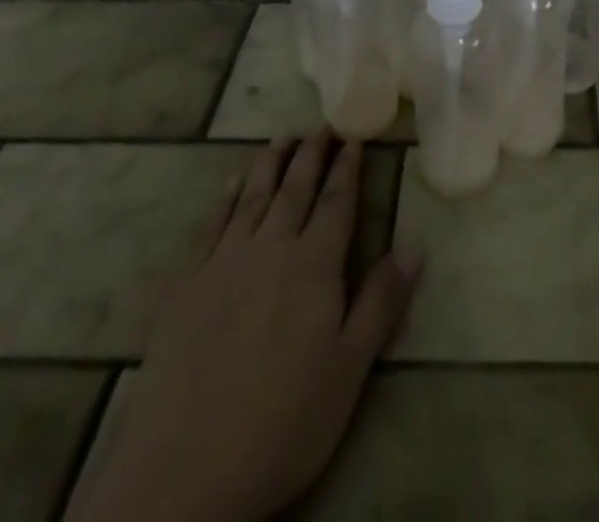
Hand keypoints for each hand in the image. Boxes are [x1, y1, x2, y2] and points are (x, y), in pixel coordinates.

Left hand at [69, 132, 421, 521]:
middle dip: (311, 155)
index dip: (347, 169)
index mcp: (314, 265)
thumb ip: (382, 302)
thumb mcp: (350, 370)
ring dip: (270, 164)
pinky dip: (226, 198)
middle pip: (295, 189)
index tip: (354, 138)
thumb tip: (415, 247)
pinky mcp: (186, 286)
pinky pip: (211, 226)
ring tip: (282, 137)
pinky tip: (232, 183)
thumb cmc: (283, 422)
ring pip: (253, 197)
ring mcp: (223, 263)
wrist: (182, 473)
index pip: (337, 202)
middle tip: (322, 125)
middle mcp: (270, 248)